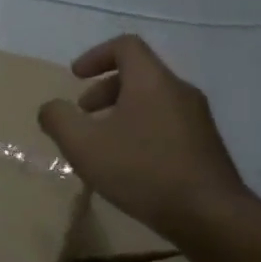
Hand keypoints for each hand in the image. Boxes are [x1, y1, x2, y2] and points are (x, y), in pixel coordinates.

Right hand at [38, 35, 255, 245]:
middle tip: (84, 114)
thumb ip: (59, 120)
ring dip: (123, 112)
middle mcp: (179, 91)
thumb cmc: (142, 171)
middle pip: (139, 74)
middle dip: (105, 89)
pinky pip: (167, 123)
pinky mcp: (206, 145)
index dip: (96, 55)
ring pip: (153, 101)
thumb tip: (50, 108)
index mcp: (152, 81)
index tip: (76, 77)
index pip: (126, 46)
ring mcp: (198, 119)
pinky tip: (131, 165)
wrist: (210, 215)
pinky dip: (142, 130)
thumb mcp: (84, 145)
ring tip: (103, 143)